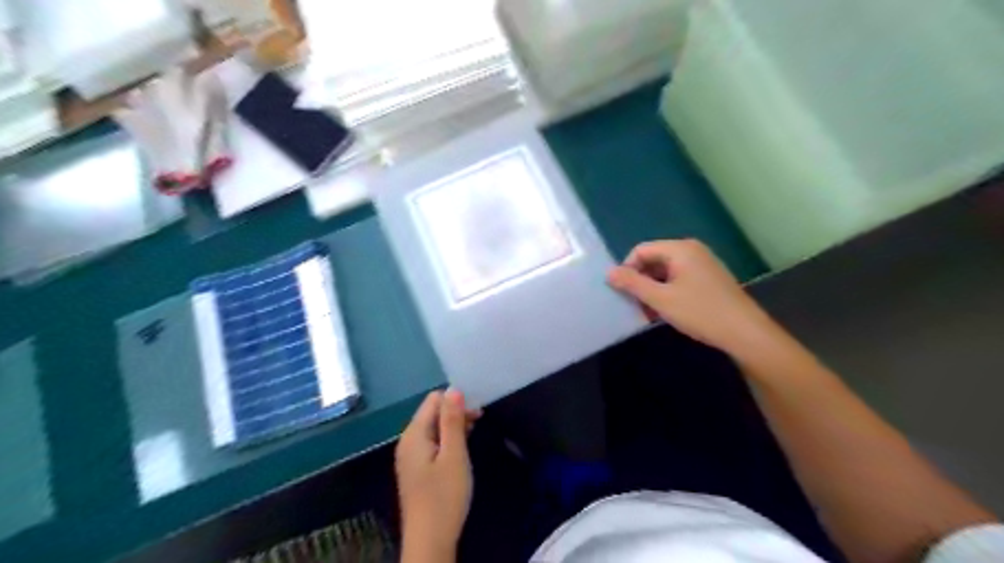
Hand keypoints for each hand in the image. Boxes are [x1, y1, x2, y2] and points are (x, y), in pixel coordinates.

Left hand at [396, 390, 481, 560]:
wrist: (430, 541)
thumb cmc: (445, 496)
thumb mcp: (454, 455)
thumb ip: (452, 420)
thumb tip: (454, 388)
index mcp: (413, 434)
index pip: (433, 400)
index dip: (455, 400)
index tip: (477, 411)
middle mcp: (407, 441)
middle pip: (432, 413)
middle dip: (455, 412)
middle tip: (480, 421)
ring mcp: (410, 456)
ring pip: (433, 428)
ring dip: (453, 426)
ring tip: (474, 433)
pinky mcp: (416, 469)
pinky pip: (432, 443)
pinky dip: (447, 440)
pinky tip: (461, 449)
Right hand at [608, 237, 778, 355]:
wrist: (745, 333)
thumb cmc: (700, 312)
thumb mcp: (661, 299)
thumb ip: (632, 284)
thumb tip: (609, 273)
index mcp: (680, 249)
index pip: (641, 250)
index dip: (627, 269)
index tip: (622, 293)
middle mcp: (691, 251)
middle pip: (653, 259)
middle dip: (640, 281)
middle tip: (633, 304)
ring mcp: (702, 264)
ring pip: (665, 272)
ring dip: (652, 289)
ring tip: (647, 312)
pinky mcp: (708, 279)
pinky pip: (678, 279)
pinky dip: (667, 292)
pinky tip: (664, 312)